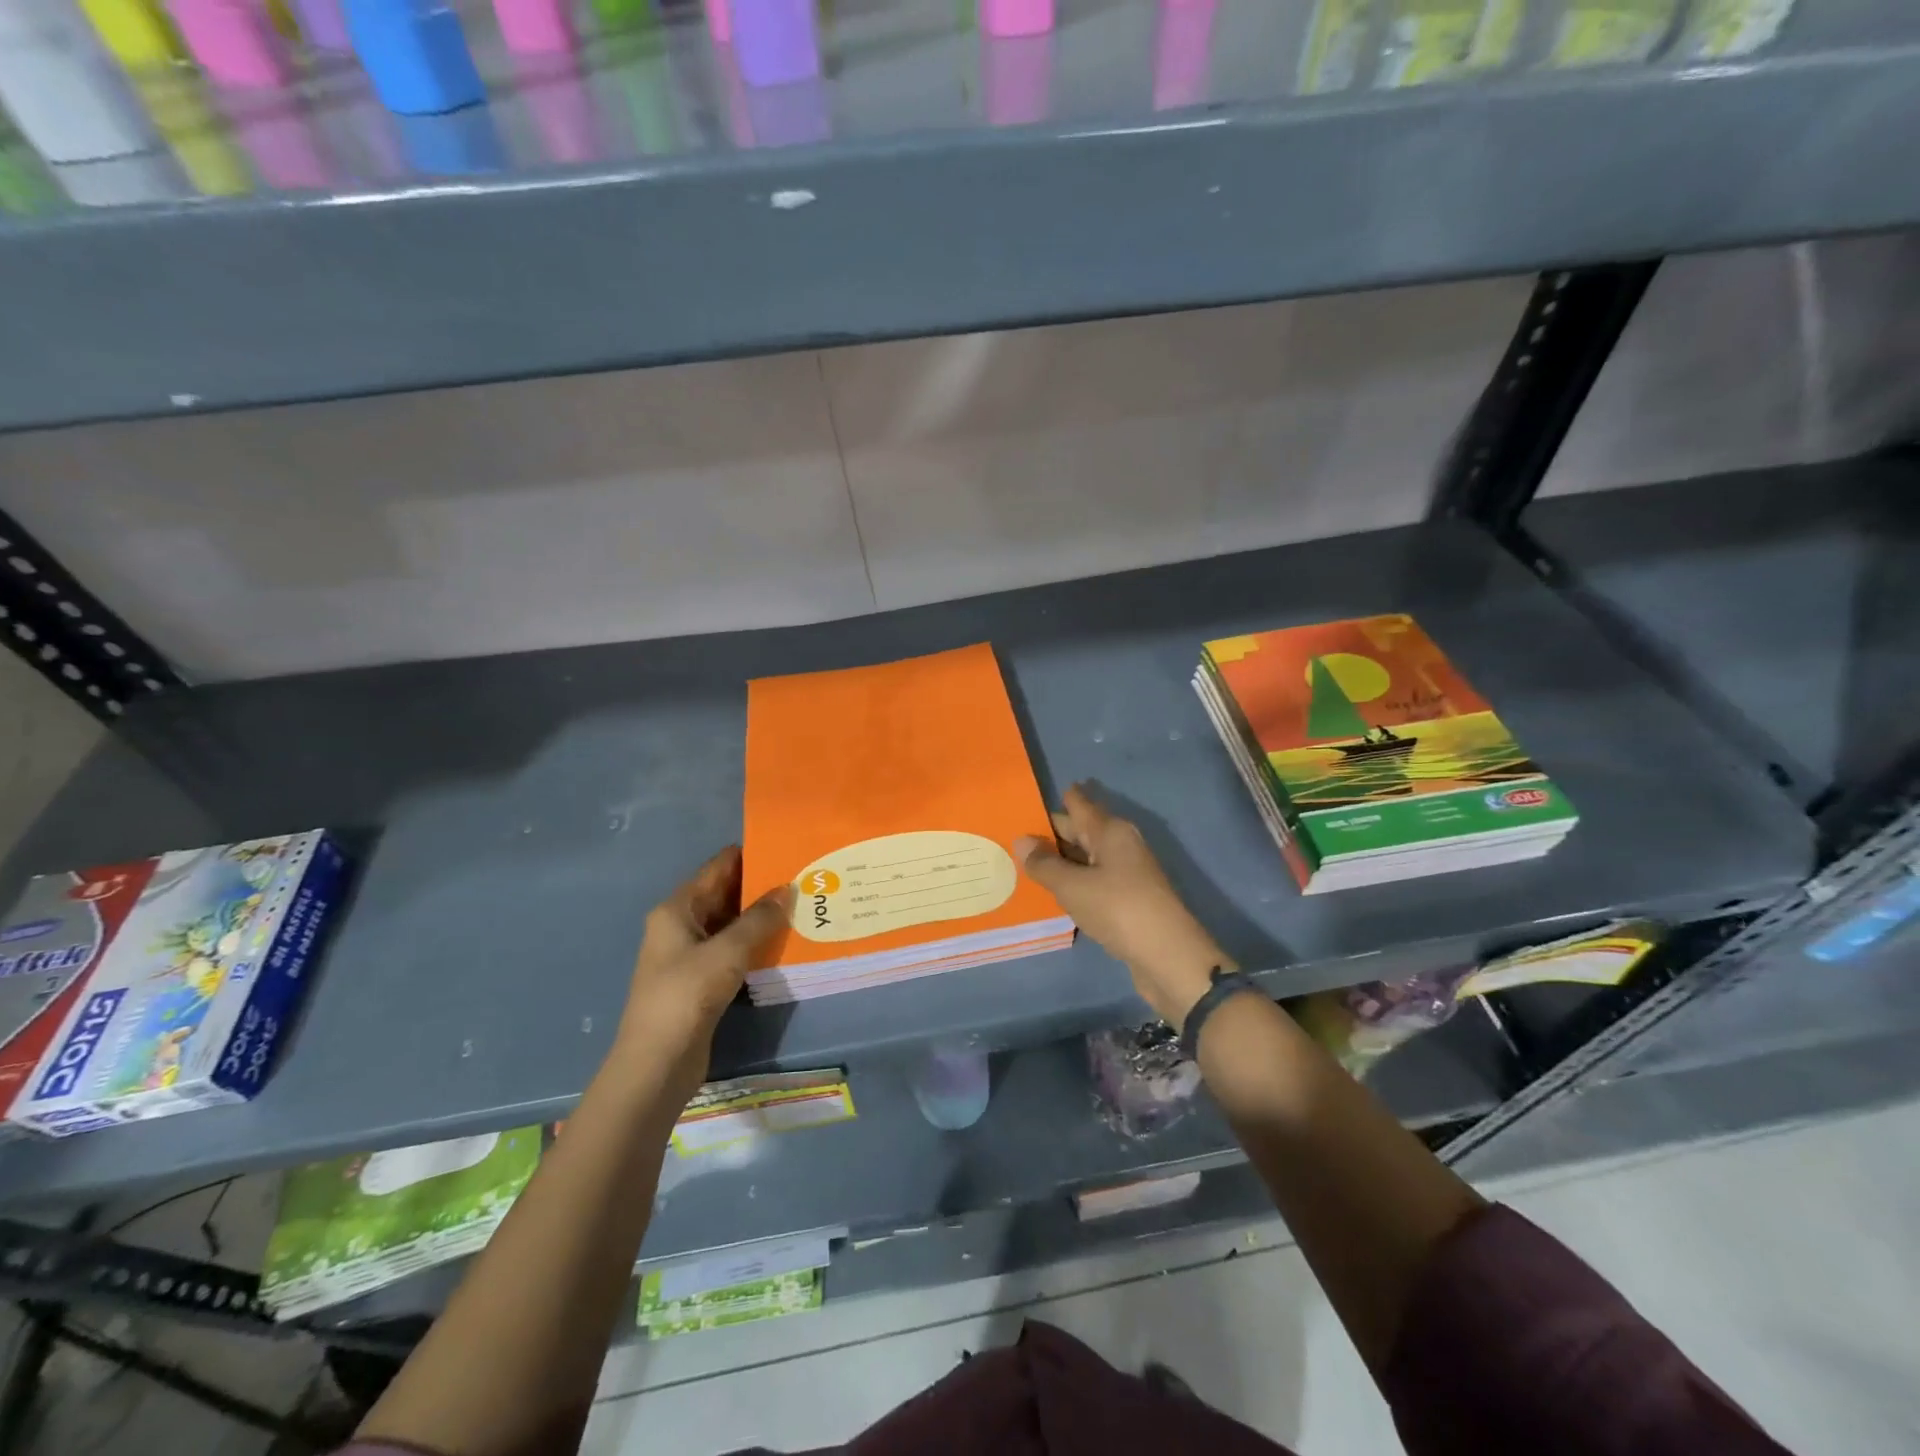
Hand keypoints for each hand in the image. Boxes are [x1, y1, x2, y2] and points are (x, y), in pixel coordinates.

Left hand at [613, 847, 793, 1103]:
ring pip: (731, 924)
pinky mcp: (701, 980)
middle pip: (725, 894)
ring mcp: (690, 954)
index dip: (750, 855)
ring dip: (761, 917)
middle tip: (804, 877)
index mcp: (677, 909)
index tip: (787, 848)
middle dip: (761, 886)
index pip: (718, 867)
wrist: (657, 1063)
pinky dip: (756, 943)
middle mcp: (681, 925)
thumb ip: (760, 919)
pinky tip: (785, 942)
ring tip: (803, 905)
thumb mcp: (728, 951)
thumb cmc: (686, 995)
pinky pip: (733, 950)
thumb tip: (788, 889)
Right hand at [1016, 784, 1231, 1027]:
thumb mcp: (1072, 886)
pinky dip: (1074, 881)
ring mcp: (1127, 872)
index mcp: (1110, 831)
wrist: (1167, 955)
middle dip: (1051, 832)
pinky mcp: (1128, 898)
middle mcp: (1120, 844)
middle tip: (1014, 835)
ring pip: (1087, 857)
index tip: (1027, 800)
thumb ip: (1044, 863)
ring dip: (1061, 859)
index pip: (1078, 804)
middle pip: (1081, 830)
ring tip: (1025, 863)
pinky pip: (1093, 880)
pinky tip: (1053, 891)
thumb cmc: (1117, 908)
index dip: (1055, 800)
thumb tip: (1021, 840)